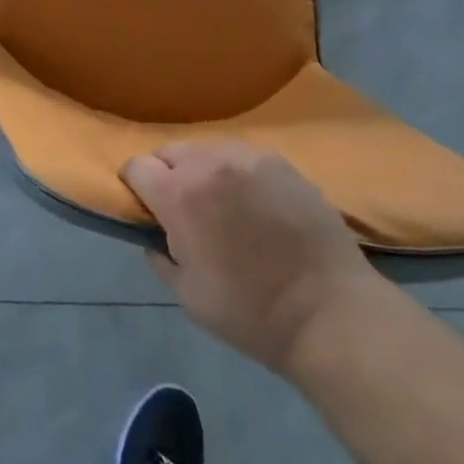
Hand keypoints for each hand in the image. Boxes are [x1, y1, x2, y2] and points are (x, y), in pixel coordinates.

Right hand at [121, 142, 382, 376]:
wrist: (329, 313)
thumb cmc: (251, 313)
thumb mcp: (189, 298)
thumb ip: (161, 258)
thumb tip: (153, 236)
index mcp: (178, 195)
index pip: (136, 166)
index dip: (134, 184)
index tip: (144, 205)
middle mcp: (207, 163)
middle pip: (169, 152)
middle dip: (167, 175)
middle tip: (184, 209)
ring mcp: (245, 156)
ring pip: (206, 150)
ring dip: (202, 171)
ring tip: (222, 204)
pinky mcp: (278, 160)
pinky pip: (242, 157)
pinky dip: (237, 173)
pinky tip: (255, 203)